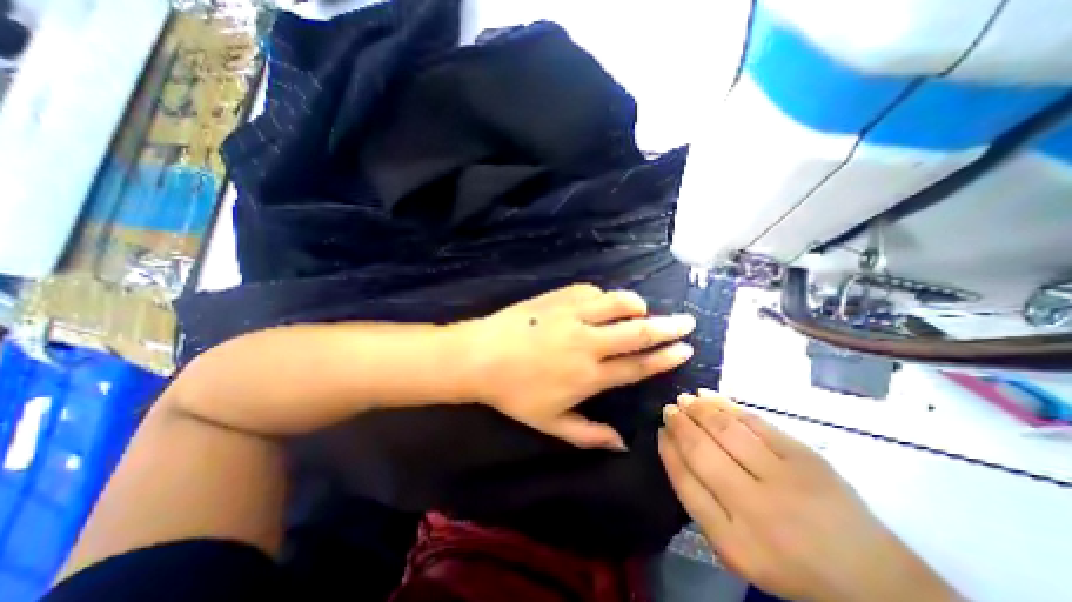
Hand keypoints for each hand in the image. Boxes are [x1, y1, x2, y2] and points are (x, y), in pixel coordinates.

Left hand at [460, 284, 695, 449]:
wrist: (481, 356)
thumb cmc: (514, 393)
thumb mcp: (550, 423)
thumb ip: (589, 435)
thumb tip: (622, 443)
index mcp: (589, 375)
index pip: (637, 366)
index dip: (664, 357)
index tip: (685, 349)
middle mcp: (587, 342)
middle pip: (638, 332)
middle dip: (668, 327)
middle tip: (686, 321)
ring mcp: (573, 315)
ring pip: (618, 303)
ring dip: (637, 305)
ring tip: (643, 309)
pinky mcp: (559, 297)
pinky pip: (592, 291)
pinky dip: (604, 297)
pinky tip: (601, 303)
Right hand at [657, 389, 959, 601]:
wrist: (872, 579)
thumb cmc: (787, 562)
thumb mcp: (734, 548)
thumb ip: (699, 501)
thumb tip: (674, 448)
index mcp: (734, 542)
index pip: (685, 482)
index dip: (668, 451)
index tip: (659, 431)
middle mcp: (756, 509)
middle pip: (701, 451)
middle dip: (679, 424)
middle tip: (668, 409)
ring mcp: (785, 479)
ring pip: (726, 429)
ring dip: (699, 409)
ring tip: (685, 399)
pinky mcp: (806, 457)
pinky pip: (755, 422)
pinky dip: (727, 405)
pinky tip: (710, 397)